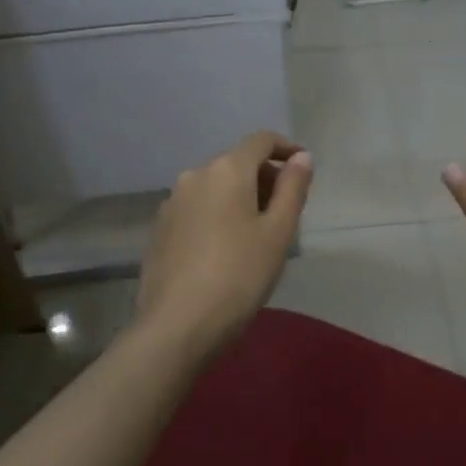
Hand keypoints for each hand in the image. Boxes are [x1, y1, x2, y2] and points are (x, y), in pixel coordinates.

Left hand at [136, 131, 313, 352]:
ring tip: (259, 231)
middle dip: (265, 177)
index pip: (261, 141)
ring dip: (241, 196)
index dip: (286, 148)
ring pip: (216, 186)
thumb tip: (302, 156)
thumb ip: (293, 188)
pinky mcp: (161, 228)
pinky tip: (227, 246)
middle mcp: (195, 175)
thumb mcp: (278, 232)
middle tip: (286, 209)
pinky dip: (218, 213)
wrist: (177, 324)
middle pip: (237, 162)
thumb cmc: (239, 275)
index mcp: (227, 170)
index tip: (304, 167)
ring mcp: (173, 202)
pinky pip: (198, 207)